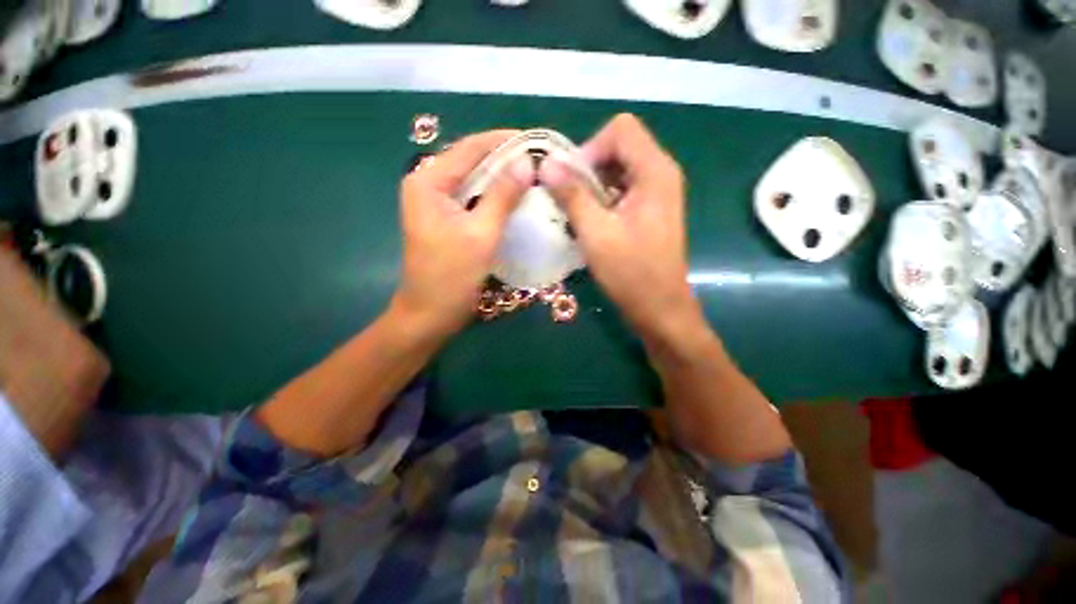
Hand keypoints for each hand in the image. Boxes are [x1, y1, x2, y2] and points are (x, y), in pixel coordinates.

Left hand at [392, 130, 532, 339]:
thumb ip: (502, 196)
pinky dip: (495, 197)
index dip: (504, 141)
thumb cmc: (451, 276)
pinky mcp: (447, 220)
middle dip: (506, 159)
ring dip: (502, 178)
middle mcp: (429, 185)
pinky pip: (474, 200)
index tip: (537, 141)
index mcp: (428, 181)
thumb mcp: (481, 234)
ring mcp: (437, 204)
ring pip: (475, 181)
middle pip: (472, 162)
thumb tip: (526, 161)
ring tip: (534, 175)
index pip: (470, 147)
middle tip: (540, 160)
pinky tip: (516, 198)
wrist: (430, 315)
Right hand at [541, 114, 700, 342]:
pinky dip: (602, 199)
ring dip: (592, 186)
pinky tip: (591, 224)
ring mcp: (657, 193)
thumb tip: (546, 164)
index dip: (590, 148)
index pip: (620, 129)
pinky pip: (622, 190)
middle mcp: (660, 174)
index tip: (572, 181)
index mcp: (655, 172)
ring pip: (618, 169)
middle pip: (619, 147)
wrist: (660, 308)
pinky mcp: (650, 210)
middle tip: (570, 199)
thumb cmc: (631, 273)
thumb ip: (572, 195)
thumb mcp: (596, 233)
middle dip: (588, 168)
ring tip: (577, 214)